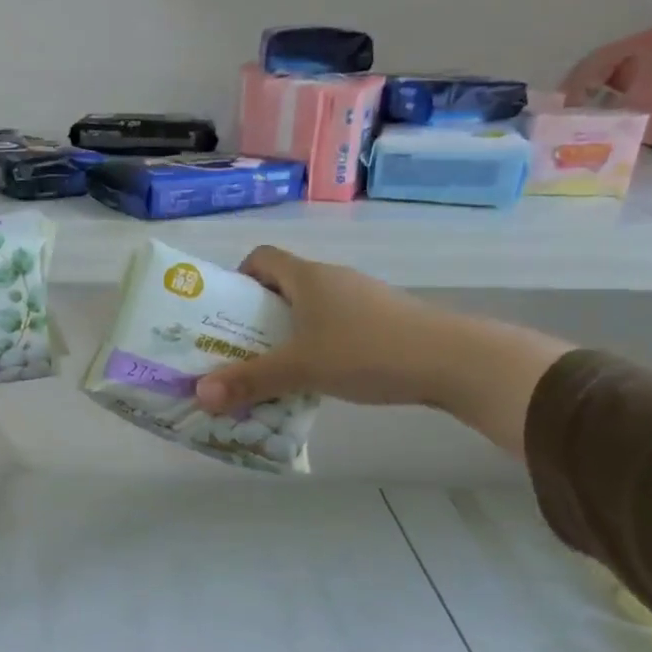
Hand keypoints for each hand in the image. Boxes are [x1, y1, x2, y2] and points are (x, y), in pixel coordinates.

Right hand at [194, 246, 572, 457]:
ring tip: (271, 371)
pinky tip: (315, 379)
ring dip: (286, 336)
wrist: (452, 360)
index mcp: (308, 277)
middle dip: (255, 318)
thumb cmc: (367, 351)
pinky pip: (333, 328)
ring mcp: (360, 300)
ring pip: (309, 311)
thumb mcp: (301, 368)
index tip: (224, 312)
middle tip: (235, 351)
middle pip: (282, 288)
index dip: (237, 279)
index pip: (262, 258)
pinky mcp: (381, 322)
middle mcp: (332, 280)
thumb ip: (250, 381)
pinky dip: (316, 347)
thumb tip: (199, 394)